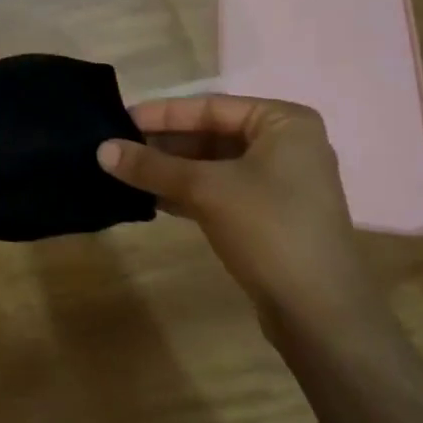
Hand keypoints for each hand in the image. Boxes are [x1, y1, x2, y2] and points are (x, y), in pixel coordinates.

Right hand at [99, 95, 378, 331]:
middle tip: (118, 148)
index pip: (210, 107)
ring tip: (126, 171)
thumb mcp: (205, 190)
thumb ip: (153, 166)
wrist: (321, 315)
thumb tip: (101, 149)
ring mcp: (281, 184)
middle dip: (165, 144)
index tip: (119, 119)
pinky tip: (151, 198)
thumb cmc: (269, 229)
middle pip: (212, 135)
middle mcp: (287, 145)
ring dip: (172, 170)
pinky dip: (188, 193)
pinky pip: (221, 191)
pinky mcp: (271, 217)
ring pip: (214, 165)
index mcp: (283, 122)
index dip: (162, 114)